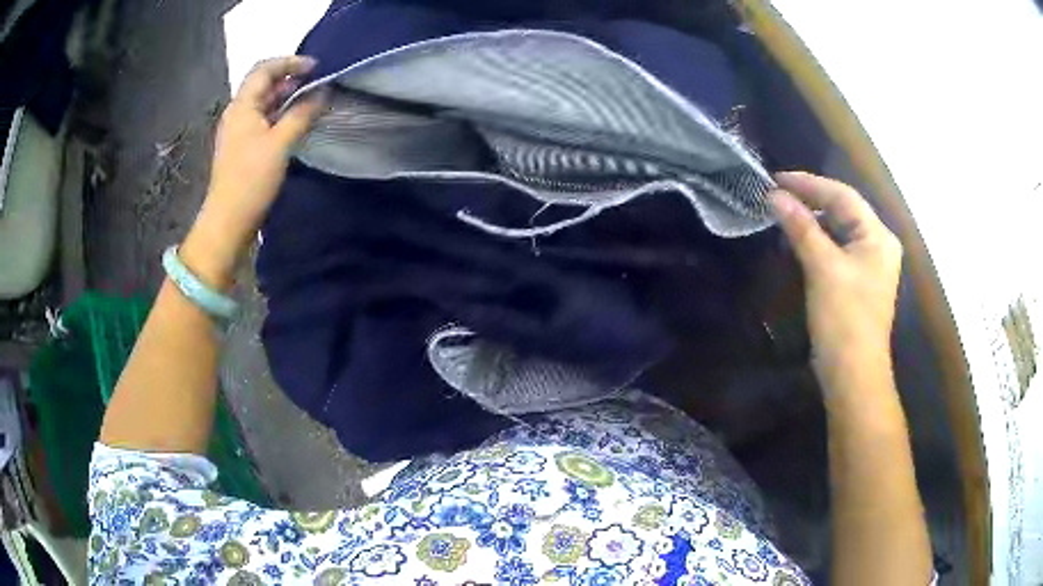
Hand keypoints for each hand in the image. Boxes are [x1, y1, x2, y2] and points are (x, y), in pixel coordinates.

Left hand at [182, 57, 325, 286]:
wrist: (228, 222)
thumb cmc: (251, 179)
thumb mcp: (280, 144)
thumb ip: (302, 114)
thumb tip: (323, 92)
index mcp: (242, 106)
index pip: (264, 69)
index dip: (290, 62)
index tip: (316, 67)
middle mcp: (238, 113)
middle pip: (263, 84)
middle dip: (290, 78)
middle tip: (318, 83)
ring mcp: (239, 131)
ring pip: (264, 103)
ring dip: (287, 98)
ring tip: (312, 101)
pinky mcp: (243, 148)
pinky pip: (263, 121)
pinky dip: (281, 115)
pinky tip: (297, 122)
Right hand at [769, 172, 902, 385]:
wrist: (853, 374)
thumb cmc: (844, 319)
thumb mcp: (823, 268)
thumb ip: (801, 227)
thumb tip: (774, 195)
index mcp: (878, 236)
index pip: (843, 196)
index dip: (809, 183)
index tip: (776, 178)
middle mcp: (878, 244)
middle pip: (843, 210)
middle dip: (810, 200)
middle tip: (777, 194)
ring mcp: (869, 264)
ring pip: (839, 229)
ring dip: (812, 221)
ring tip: (783, 214)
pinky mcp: (858, 281)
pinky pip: (837, 249)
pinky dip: (817, 241)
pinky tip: (798, 241)